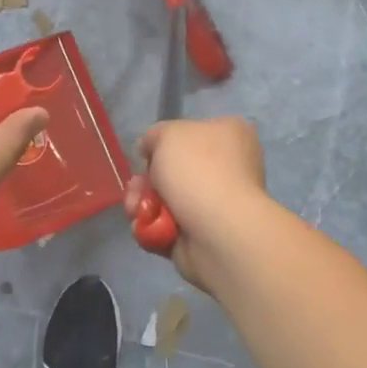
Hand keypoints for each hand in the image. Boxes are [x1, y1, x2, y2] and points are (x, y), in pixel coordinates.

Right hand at [122, 116, 288, 293]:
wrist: (219, 232)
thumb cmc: (199, 170)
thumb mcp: (168, 134)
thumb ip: (155, 135)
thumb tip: (150, 150)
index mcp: (231, 135)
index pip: (193, 132)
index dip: (165, 142)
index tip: (147, 153)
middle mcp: (229, 168)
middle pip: (175, 169)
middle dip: (147, 180)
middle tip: (136, 186)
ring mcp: (217, 205)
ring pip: (168, 199)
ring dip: (144, 203)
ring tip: (135, 209)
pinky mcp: (204, 235)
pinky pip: (168, 226)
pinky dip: (152, 227)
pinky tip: (144, 226)